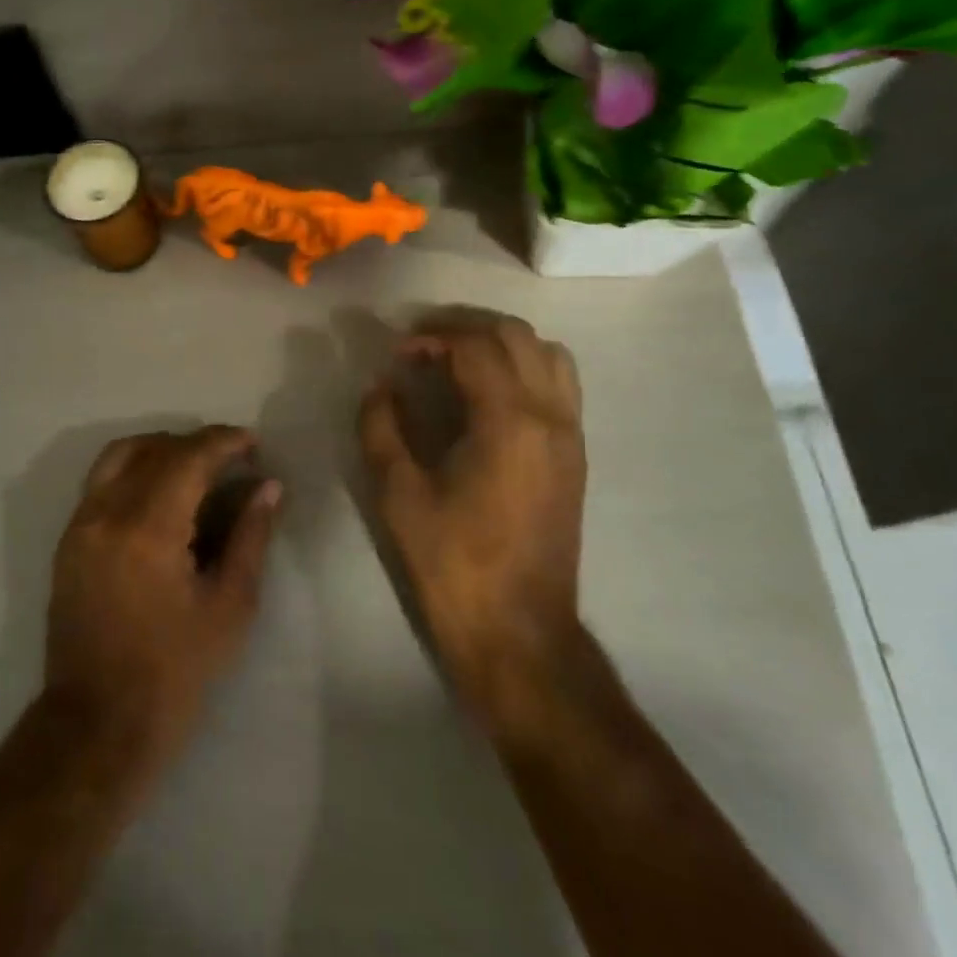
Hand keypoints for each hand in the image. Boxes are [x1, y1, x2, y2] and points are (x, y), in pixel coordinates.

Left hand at [42, 427, 282, 768]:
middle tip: (232, 459)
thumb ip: (250, 537)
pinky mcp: (68, 540)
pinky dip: (134, 469)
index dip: (224, 442)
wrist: (97, 723)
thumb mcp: (230, 607)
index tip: (253, 444)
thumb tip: (268, 487)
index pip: (188, 457)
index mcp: (147, 529)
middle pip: (153, 449)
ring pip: (119, 455)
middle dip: (197, 444)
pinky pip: (101, 481)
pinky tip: (161, 493)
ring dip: (161, 449)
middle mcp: (106, 513)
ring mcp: (80, 524)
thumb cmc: (175, 672)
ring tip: (195, 467)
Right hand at [359, 311, 586, 725]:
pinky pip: (560, 384)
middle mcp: (550, 416)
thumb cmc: (453, 563)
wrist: (519, 630)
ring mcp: (570, 435)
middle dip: (466, 327)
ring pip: (548, 354)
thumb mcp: (399, 494)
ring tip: (458, 359)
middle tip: (424, 343)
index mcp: (509, 422)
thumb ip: (382, 427)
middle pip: (517, 335)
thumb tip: (381, 385)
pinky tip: (489, 393)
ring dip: (501, 343)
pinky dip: (524, 367)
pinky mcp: (575, 455)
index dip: (431, 338)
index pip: (475, 346)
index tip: (398, 354)